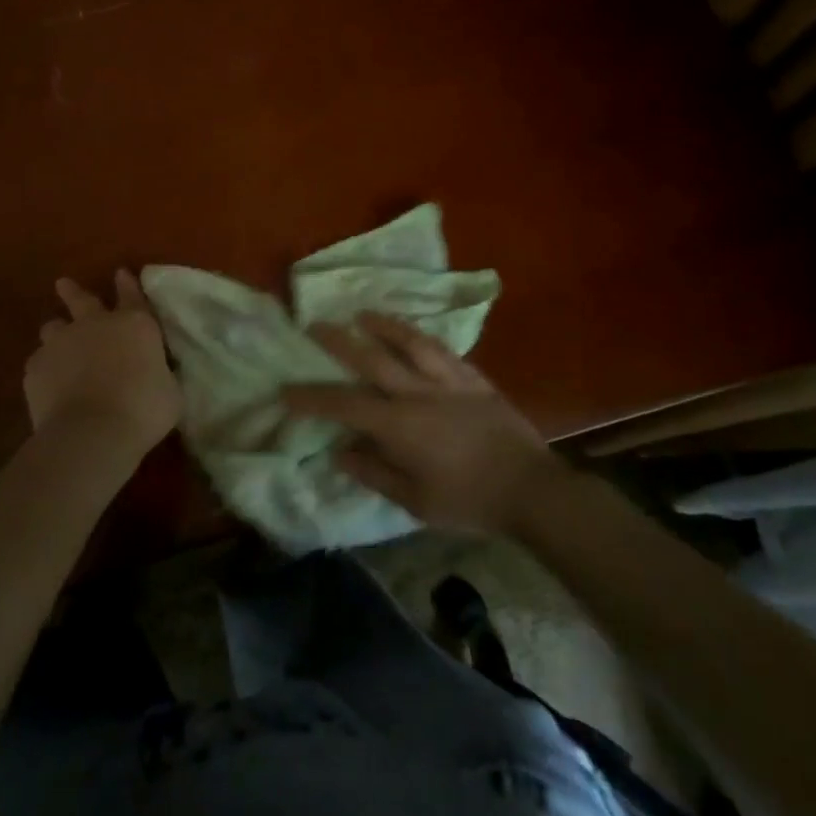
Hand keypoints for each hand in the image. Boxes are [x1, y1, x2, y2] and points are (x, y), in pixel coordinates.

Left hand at [24, 270, 179, 458]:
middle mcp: (96, 324)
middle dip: (73, 291)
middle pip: (81, 299)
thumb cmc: (143, 410)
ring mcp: (61, 343)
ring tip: (56, 342)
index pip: (132, 295)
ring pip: (53, 327)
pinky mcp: (35, 367)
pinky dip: (45, 369)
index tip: (121, 273)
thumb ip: (160, 373)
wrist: (92, 432)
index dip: (127, 284)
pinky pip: (39, 362)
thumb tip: (156, 373)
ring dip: (57, 332)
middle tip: (63, 284)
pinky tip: (49, 383)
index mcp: (135, 325)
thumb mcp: (169, 391)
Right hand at [284, 313, 557, 534]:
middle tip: (315, 326)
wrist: (529, 488)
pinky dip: (421, 336)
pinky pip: (442, 349)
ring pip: (409, 342)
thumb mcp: (415, 502)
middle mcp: (418, 393)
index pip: (345, 405)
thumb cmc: (468, 501)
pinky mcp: (473, 378)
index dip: (312, 397)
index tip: (286, 390)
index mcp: (399, 425)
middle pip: (371, 359)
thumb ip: (374, 473)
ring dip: (382, 325)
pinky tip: (412, 332)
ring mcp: (448, 380)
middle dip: (339, 342)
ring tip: (363, 313)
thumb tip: (339, 451)